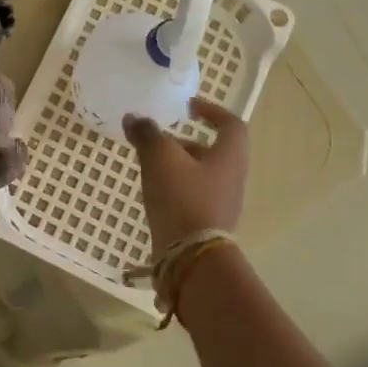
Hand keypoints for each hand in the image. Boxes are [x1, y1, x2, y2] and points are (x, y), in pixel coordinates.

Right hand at [123, 98, 248, 250]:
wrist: (190, 258)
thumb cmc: (182, 198)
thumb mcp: (160, 158)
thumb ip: (147, 134)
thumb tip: (134, 118)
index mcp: (230, 156)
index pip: (231, 124)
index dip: (212, 111)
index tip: (188, 107)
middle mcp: (232, 178)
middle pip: (213, 151)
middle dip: (185, 142)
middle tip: (159, 141)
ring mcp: (222, 204)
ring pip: (201, 175)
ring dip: (178, 166)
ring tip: (149, 167)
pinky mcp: (207, 225)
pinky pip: (193, 197)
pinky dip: (175, 189)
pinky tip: (153, 194)